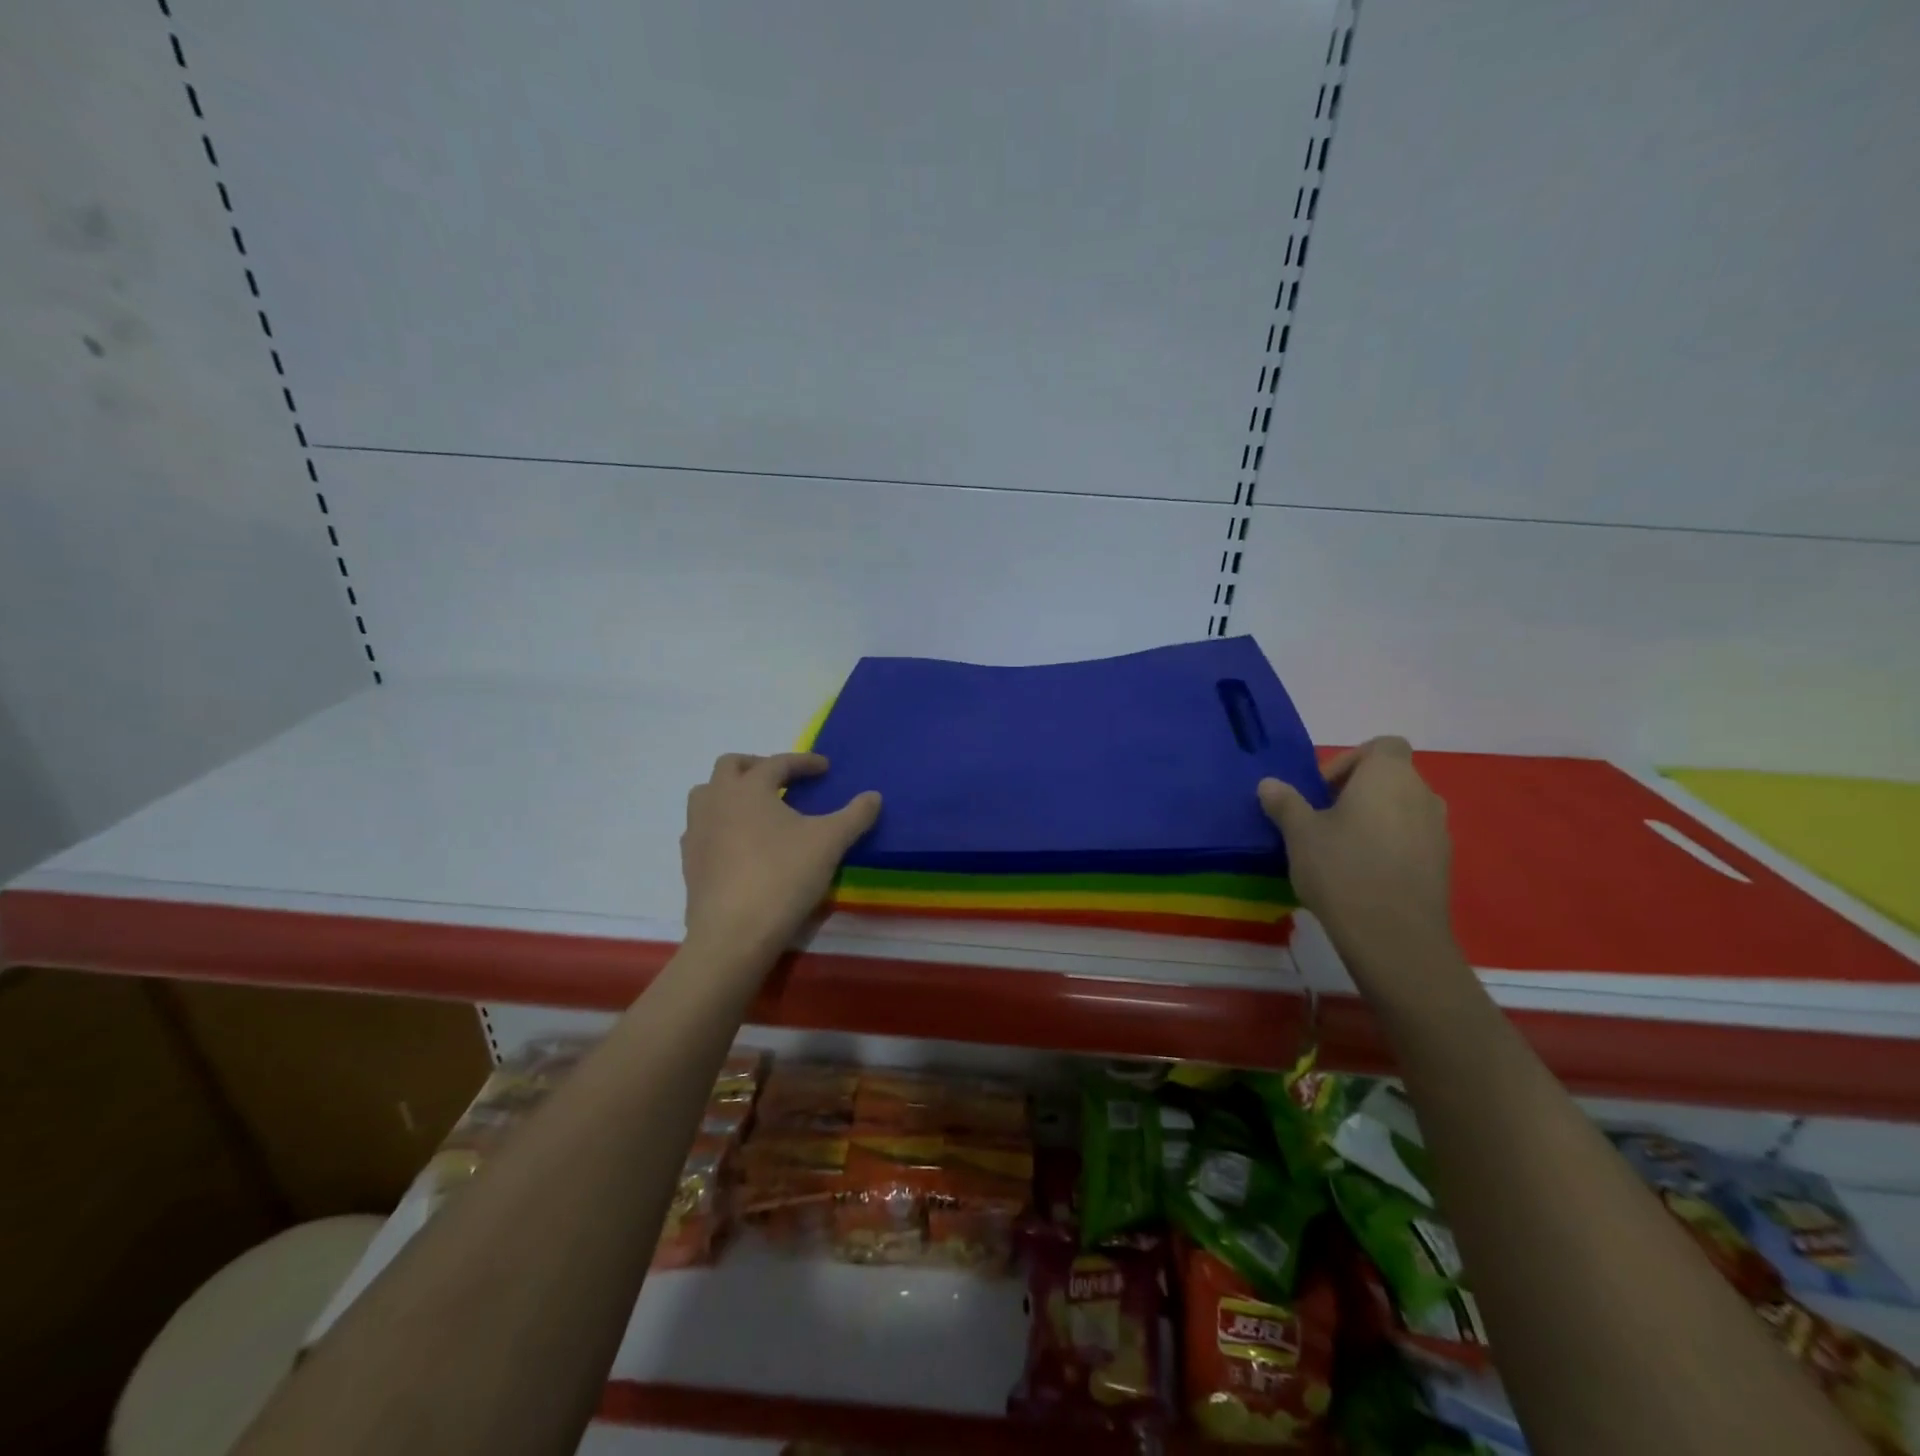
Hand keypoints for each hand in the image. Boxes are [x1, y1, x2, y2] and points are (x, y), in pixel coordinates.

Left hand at [680, 752, 881, 960]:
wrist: (733, 935)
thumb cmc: (783, 877)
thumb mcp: (829, 843)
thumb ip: (855, 815)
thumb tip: (874, 796)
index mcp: (748, 788)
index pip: (777, 762)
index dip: (804, 762)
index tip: (824, 768)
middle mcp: (716, 800)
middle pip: (730, 766)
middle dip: (758, 765)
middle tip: (783, 780)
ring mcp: (696, 830)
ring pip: (707, 794)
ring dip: (731, 791)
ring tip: (757, 808)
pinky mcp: (689, 860)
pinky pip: (701, 827)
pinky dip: (721, 823)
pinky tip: (740, 843)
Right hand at [1256, 737, 1455, 967]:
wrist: (1394, 936)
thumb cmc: (1342, 869)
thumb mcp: (1299, 833)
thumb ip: (1285, 803)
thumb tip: (1269, 784)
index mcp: (1389, 775)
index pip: (1382, 745)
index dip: (1350, 760)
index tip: (1322, 790)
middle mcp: (1422, 794)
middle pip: (1391, 778)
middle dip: (1357, 792)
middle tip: (1322, 820)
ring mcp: (1438, 831)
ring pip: (1402, 810)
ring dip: (1374, 820)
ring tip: (1340, 849)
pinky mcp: (1442, 864)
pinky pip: (1412, 840)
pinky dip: (1389, 846)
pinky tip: (1362, 875)